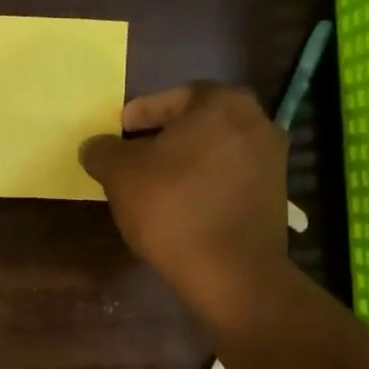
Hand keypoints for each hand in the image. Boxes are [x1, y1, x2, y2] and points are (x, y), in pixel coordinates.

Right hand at [79, 82, 290, 304]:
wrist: (231, 272)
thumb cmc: (172, 207)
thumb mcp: (120, 175)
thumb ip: (103, 151)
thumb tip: (95, 146)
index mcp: (221, 104)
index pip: (173, 97)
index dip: (140, 114)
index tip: (118, 132)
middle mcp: (255, 122)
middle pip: (197, 123)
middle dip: (163, 138)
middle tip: (132, 157)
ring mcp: (271, 160)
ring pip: (213, 151)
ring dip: (183, 163)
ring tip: (151, 185)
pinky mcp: (274, 196)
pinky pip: (228, 178)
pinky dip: (203, 185)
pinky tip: (178, 207)